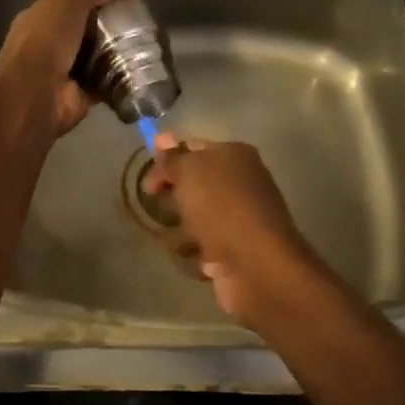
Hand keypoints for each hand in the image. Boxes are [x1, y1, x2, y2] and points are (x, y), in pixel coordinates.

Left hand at [0, 0, 149, 138]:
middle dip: (116, 25)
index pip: (74, 1)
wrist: (35, 94)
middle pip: (91, 30)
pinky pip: (110, 83)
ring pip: (102, 57)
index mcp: (42, 17)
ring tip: (154, 43)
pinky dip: (126, 79)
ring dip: (124, 53)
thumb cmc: (46, 39)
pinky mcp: (84, 94)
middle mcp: (53, 43)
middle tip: (148, 19)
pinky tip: (149, 70)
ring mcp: (68, 71)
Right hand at [143, 134, 320, 321]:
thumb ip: (172, 158)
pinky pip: (201, 247)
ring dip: (181, 229)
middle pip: (192, 184)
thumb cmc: (222, 208)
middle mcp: (240, 183)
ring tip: (187, 238)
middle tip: (161, 206)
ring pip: (193, 217)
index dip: (166, 160)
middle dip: (173, 197)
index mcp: (235, 156)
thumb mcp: (190, 172)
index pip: (192, 148)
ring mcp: (238, 219)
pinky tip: (200, 259)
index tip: (148, 180)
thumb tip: (161, 139)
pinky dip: (195, 255)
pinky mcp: (234, 251)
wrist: (256, 265)